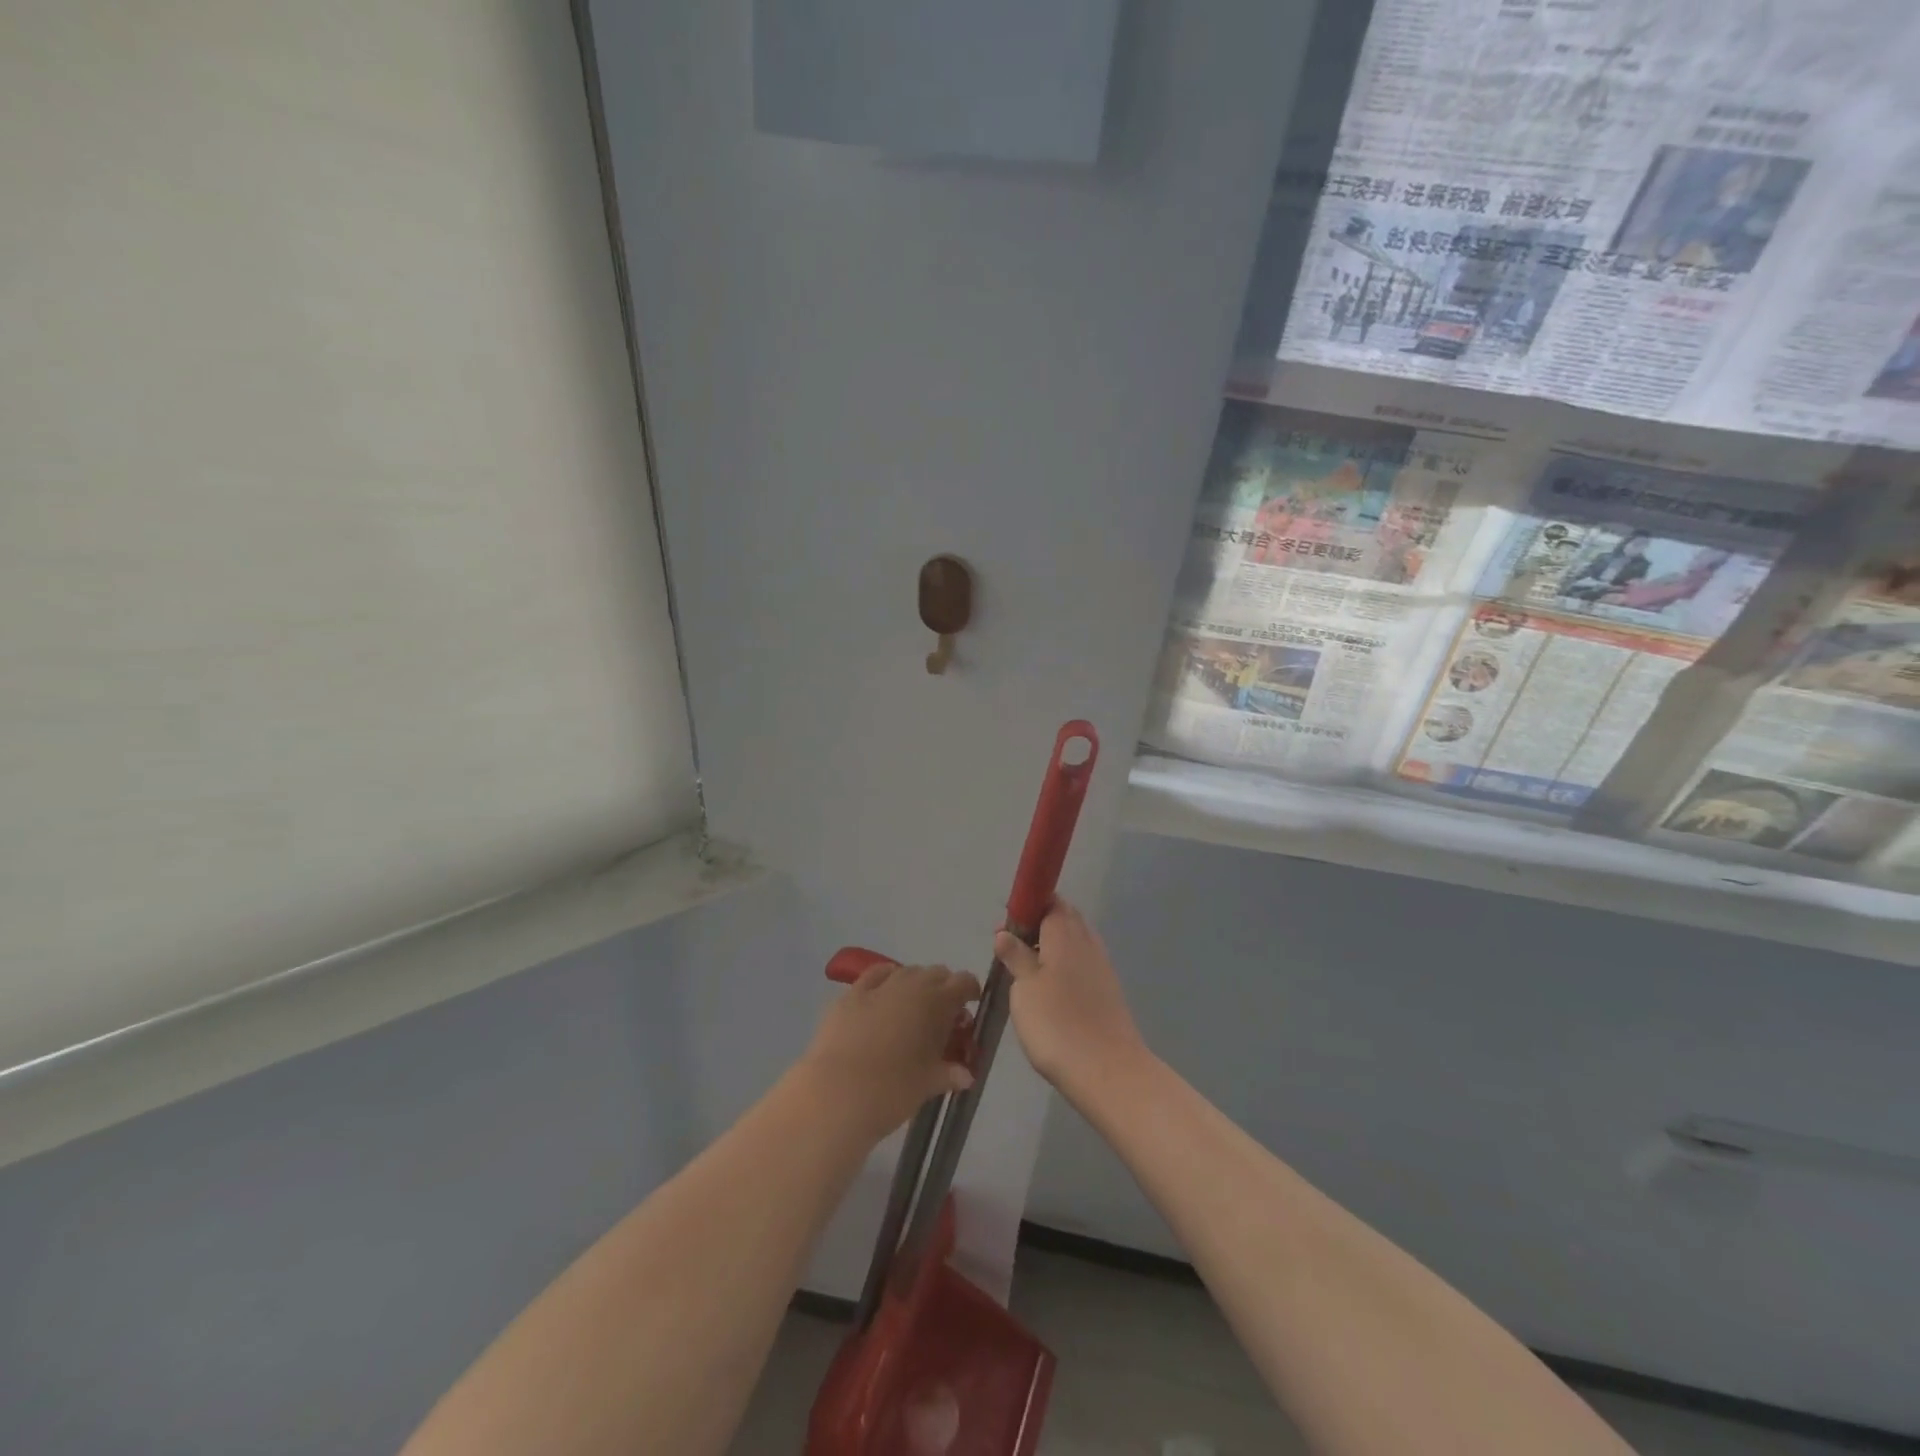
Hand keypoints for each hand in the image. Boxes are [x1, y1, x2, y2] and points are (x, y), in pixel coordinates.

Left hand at [801, 963, 979, 1140]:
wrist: (838, 1093)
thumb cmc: (893, 1090)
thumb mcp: (929, 1083)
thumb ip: (950, 1072)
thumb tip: (966, 1074)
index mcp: (937, 1002)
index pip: (964, 982)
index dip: (970, 992)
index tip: (969, 1008)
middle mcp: (911, 984)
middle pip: (936, 974)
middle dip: (942, 990)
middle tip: (941, 1019)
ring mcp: (879, 986)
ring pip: (906, 972)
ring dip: (914, 986)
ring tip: (911, 1012)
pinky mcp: (850, 994)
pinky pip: (874, 976)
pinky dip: (884, 981)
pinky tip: (882, 997)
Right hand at [996, 899, 1146, 1101]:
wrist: (1106, 1070)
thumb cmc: (1056, 1023)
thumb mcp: (1024, 988)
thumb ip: (1016, 956)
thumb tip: (1004, 932)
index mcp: (1065, 933)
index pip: (1050, 901)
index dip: (1030, 906)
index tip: (1009, 924)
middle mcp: (1087, 942)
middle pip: (1066, 919)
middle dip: (1041, 924)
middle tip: (1014, 946)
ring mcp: (1102, 966)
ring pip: (1076, 941)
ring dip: (1054, 946)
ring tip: (1028, 970)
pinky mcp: (1108, 991)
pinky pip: (1084, 963)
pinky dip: (1067, 966)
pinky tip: (1052, 989)